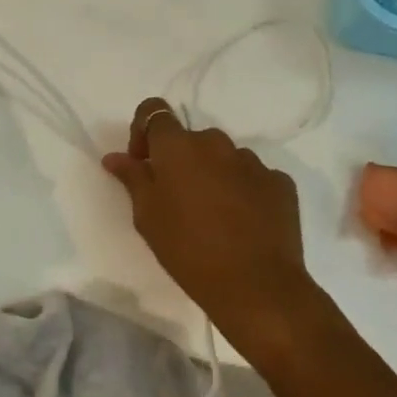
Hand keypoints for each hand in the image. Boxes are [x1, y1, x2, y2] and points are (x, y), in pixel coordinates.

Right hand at [101, 97, 322, 349]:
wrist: (256, 286)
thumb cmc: (187, 249)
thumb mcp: (147, 216)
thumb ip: (132, 178)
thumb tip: (115, 156)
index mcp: (178, 146)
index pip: (154, 110)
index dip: (143, 130)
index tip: (142, 163)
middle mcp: (216, 143)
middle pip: (190, 138)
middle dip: (179, 159)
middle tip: (174, 197)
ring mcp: (253, 162)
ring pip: (223, 157)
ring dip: (212, 174)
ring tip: (212, 214)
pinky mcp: (281, 184)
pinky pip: (253, 177)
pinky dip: (243, 190)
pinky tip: (241, 222)